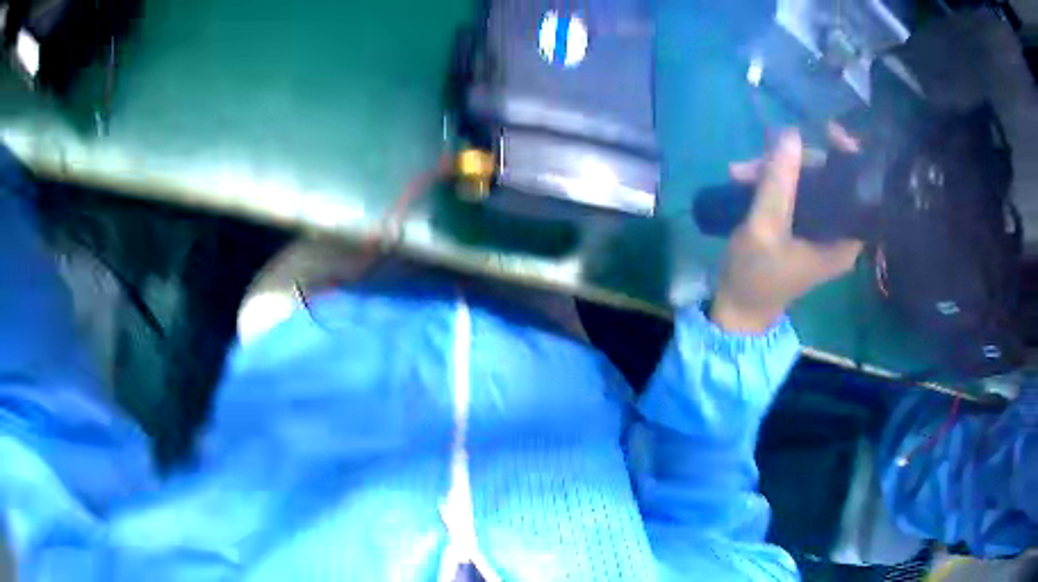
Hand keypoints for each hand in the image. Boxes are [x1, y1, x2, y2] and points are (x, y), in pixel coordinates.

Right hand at [711, 128, 862, 333]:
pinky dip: (771, 182)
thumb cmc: (755, 276)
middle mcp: (838, 232)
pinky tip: (743, 179)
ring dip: (775, 171)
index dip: (847, 157)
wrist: (738, 309)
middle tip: (759, 158)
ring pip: (807, 182)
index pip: (859, 189)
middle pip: (829, 179)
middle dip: (795, 162)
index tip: (827, 130)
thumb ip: (779, 182)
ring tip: (739, 172)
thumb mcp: (764, 229)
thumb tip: (792, 134)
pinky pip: (794, 193)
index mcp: (843, 240)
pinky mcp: (802, 227)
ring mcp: (819, 229)